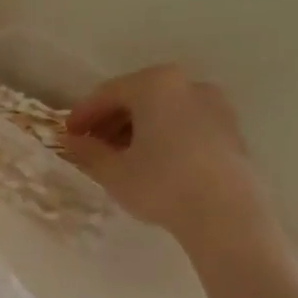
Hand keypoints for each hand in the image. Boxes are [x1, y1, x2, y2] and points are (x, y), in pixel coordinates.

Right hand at [64, 65, 273, 253]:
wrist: (226, 213)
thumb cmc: (161, 184)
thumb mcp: (113, 171)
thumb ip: (87, 151)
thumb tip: (71, 141)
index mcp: (155, 84)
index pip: (107, 94)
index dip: (82, 115)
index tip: (66, 136)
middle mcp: (187, 83)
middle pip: (137, 97)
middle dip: (111, 121)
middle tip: (91, 146)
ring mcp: (214, 104)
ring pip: (163, 110)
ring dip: (137, 129)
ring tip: (121, 157)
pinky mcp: (230, 128)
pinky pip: (185, 123)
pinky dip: (164, 135)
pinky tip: (153, 162)